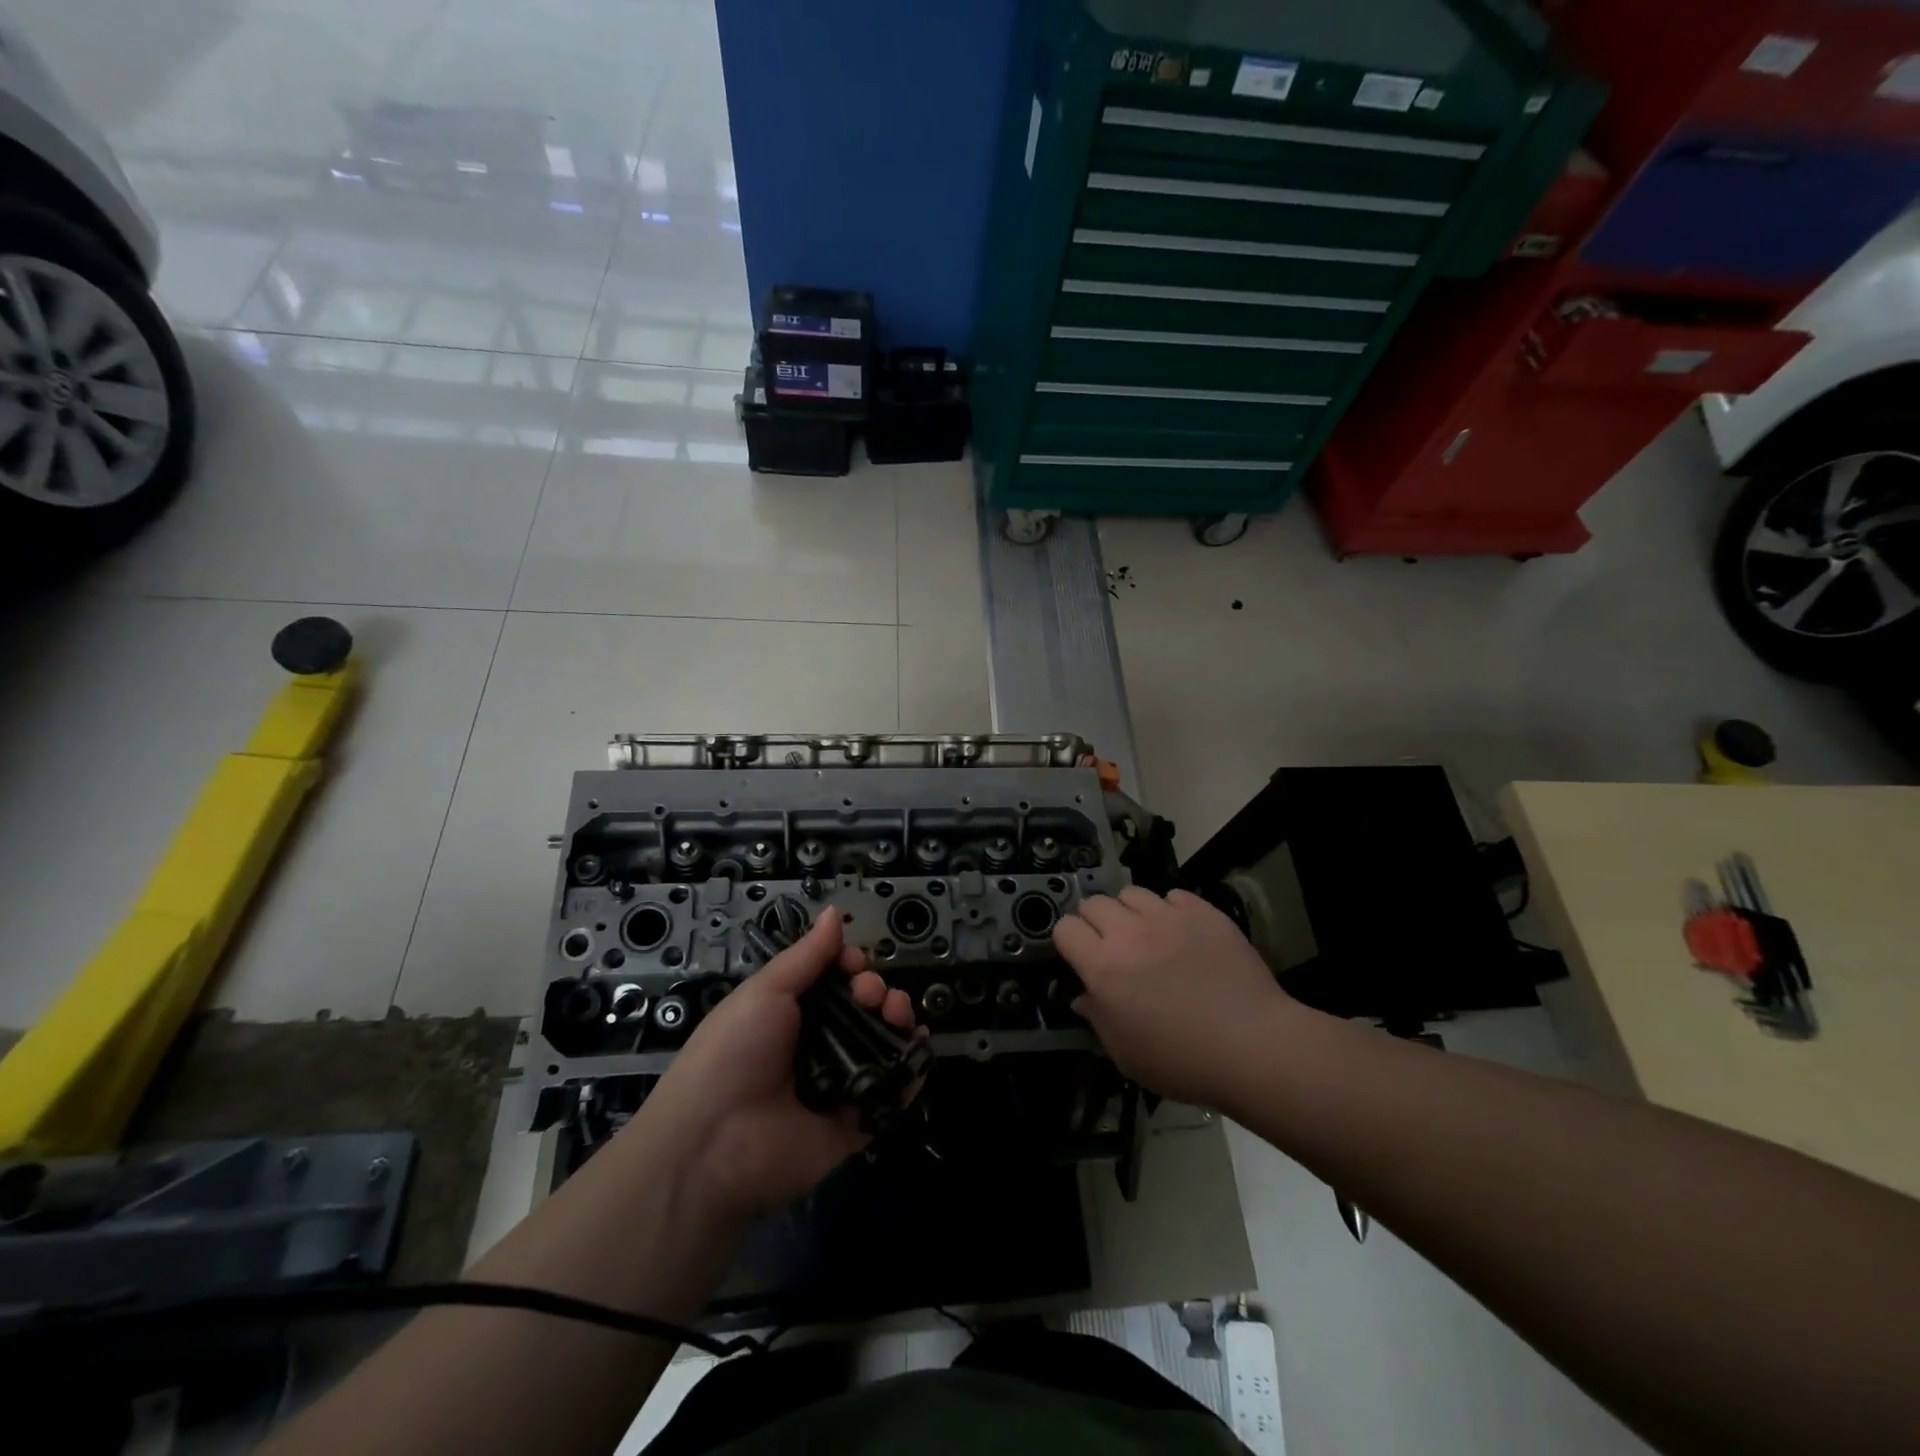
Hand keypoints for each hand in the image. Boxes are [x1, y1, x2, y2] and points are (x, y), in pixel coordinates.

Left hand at [631, 908, 917, 1221]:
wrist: (713, 1143)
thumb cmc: (733, 1052)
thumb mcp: (765, 991)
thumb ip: (806, 955)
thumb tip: (834, 912)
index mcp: (791, 1013)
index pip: (835, 981)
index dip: (851, 966)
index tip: (853, 964)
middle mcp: (817, 1045)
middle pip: (864, 1009)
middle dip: (877, 990)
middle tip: (871, 994)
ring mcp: (838, 1085)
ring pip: (881, 1044)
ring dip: (897, 1019)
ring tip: (896, 1013)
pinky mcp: (855, 1124)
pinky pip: (890, 1093)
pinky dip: (910, 1069)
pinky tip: (918, 1045)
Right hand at [1054, 886, 1292, 1105]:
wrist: (1254, 1046)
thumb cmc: (1183, 1061)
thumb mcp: (1126, 1054)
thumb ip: (1097, 1019)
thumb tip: (1082, 997)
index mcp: (1103, 967)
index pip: (1065, 929)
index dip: (1068, 941)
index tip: (1080, 957)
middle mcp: (1129, 933)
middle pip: (1094, 902)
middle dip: (1095, 921)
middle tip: (1112, 946)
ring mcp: (1168, 917)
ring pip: (1131, 892)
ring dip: (1130, 911)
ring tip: (1146, 933)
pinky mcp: (1203, 912)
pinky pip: (1173, 895)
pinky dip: (1170, 909)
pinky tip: (1181, 932)